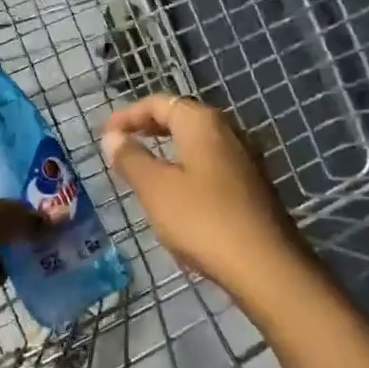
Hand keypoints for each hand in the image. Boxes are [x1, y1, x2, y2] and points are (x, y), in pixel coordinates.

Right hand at [100, 94, 306, 298]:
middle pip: (182, 118)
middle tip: (121, 144)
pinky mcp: (252, 187)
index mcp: (203, 124)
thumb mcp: (156, 189)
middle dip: (149, 128)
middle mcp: (229, 132)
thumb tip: (112, 136)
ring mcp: (245, 159)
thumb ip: (131, 159)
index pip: (160, 103)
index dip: (128, 115)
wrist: (264, 264)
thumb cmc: (202, 220)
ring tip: (144, 167)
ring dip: (169, 149)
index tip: (105, 133)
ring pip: (198, 143)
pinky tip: (177, 192)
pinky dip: (187, 168)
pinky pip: (211, 165)